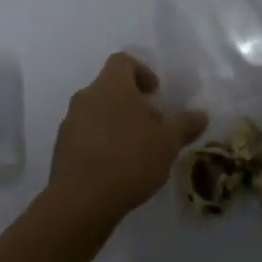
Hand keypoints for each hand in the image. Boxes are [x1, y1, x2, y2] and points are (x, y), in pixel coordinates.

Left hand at [49, 53, 207, 226]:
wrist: (81, 200)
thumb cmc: (129, 159)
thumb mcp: (168, 142)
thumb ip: (185, 124)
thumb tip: (201, 115)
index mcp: (111, 85)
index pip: (123, 61)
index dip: (142, 71)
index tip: (156, 93)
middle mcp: (86, 96)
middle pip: (110, 88)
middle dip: (132, 102)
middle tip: (152, 126)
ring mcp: (70, 122)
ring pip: (97, 111)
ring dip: (116, 123)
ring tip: (136, 150)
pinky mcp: (61, 148)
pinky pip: (85, 134)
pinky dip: (101, 142)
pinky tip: (116, 167)